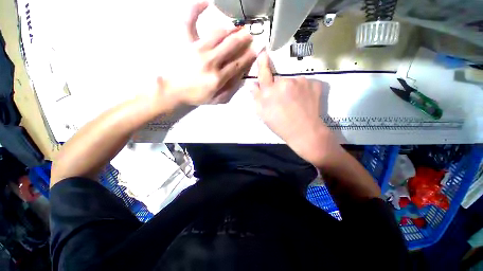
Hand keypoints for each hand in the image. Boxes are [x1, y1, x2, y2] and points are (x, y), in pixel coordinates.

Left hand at [157, 1, 255, 105]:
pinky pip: (189, 21)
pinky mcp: (185, 42)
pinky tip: (206, 2)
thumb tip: (241, 76)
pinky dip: (196, 9)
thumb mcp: (216, 99)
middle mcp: (210, 62)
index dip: (249, 55)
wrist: (173, 90)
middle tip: (250, 35)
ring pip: (218, 33)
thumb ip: (230, 90)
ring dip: (231, 29)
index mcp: (218, 78)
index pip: (238, 64)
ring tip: (237, 28)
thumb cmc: (196, 96)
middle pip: (231, 46)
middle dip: (244, 39)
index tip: (257, 49)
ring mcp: (197, 49)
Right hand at [252, 51, 337, 164]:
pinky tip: (304, 101)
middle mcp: (285, 82)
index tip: (262, 52)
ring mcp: (301, 81)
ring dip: (291, 89)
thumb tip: (251, 84)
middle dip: (279, 88)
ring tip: (295, 103)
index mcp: (270, 91)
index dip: (262, 63)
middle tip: (283, 102)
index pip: (264, 73)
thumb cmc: (280, 125)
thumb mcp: (262, 114)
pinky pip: (305, 83)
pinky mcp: (314, 83)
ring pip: (292, 82)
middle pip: (279, 80)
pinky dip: (303, 90)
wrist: (305, 131)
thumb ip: (255, 97)